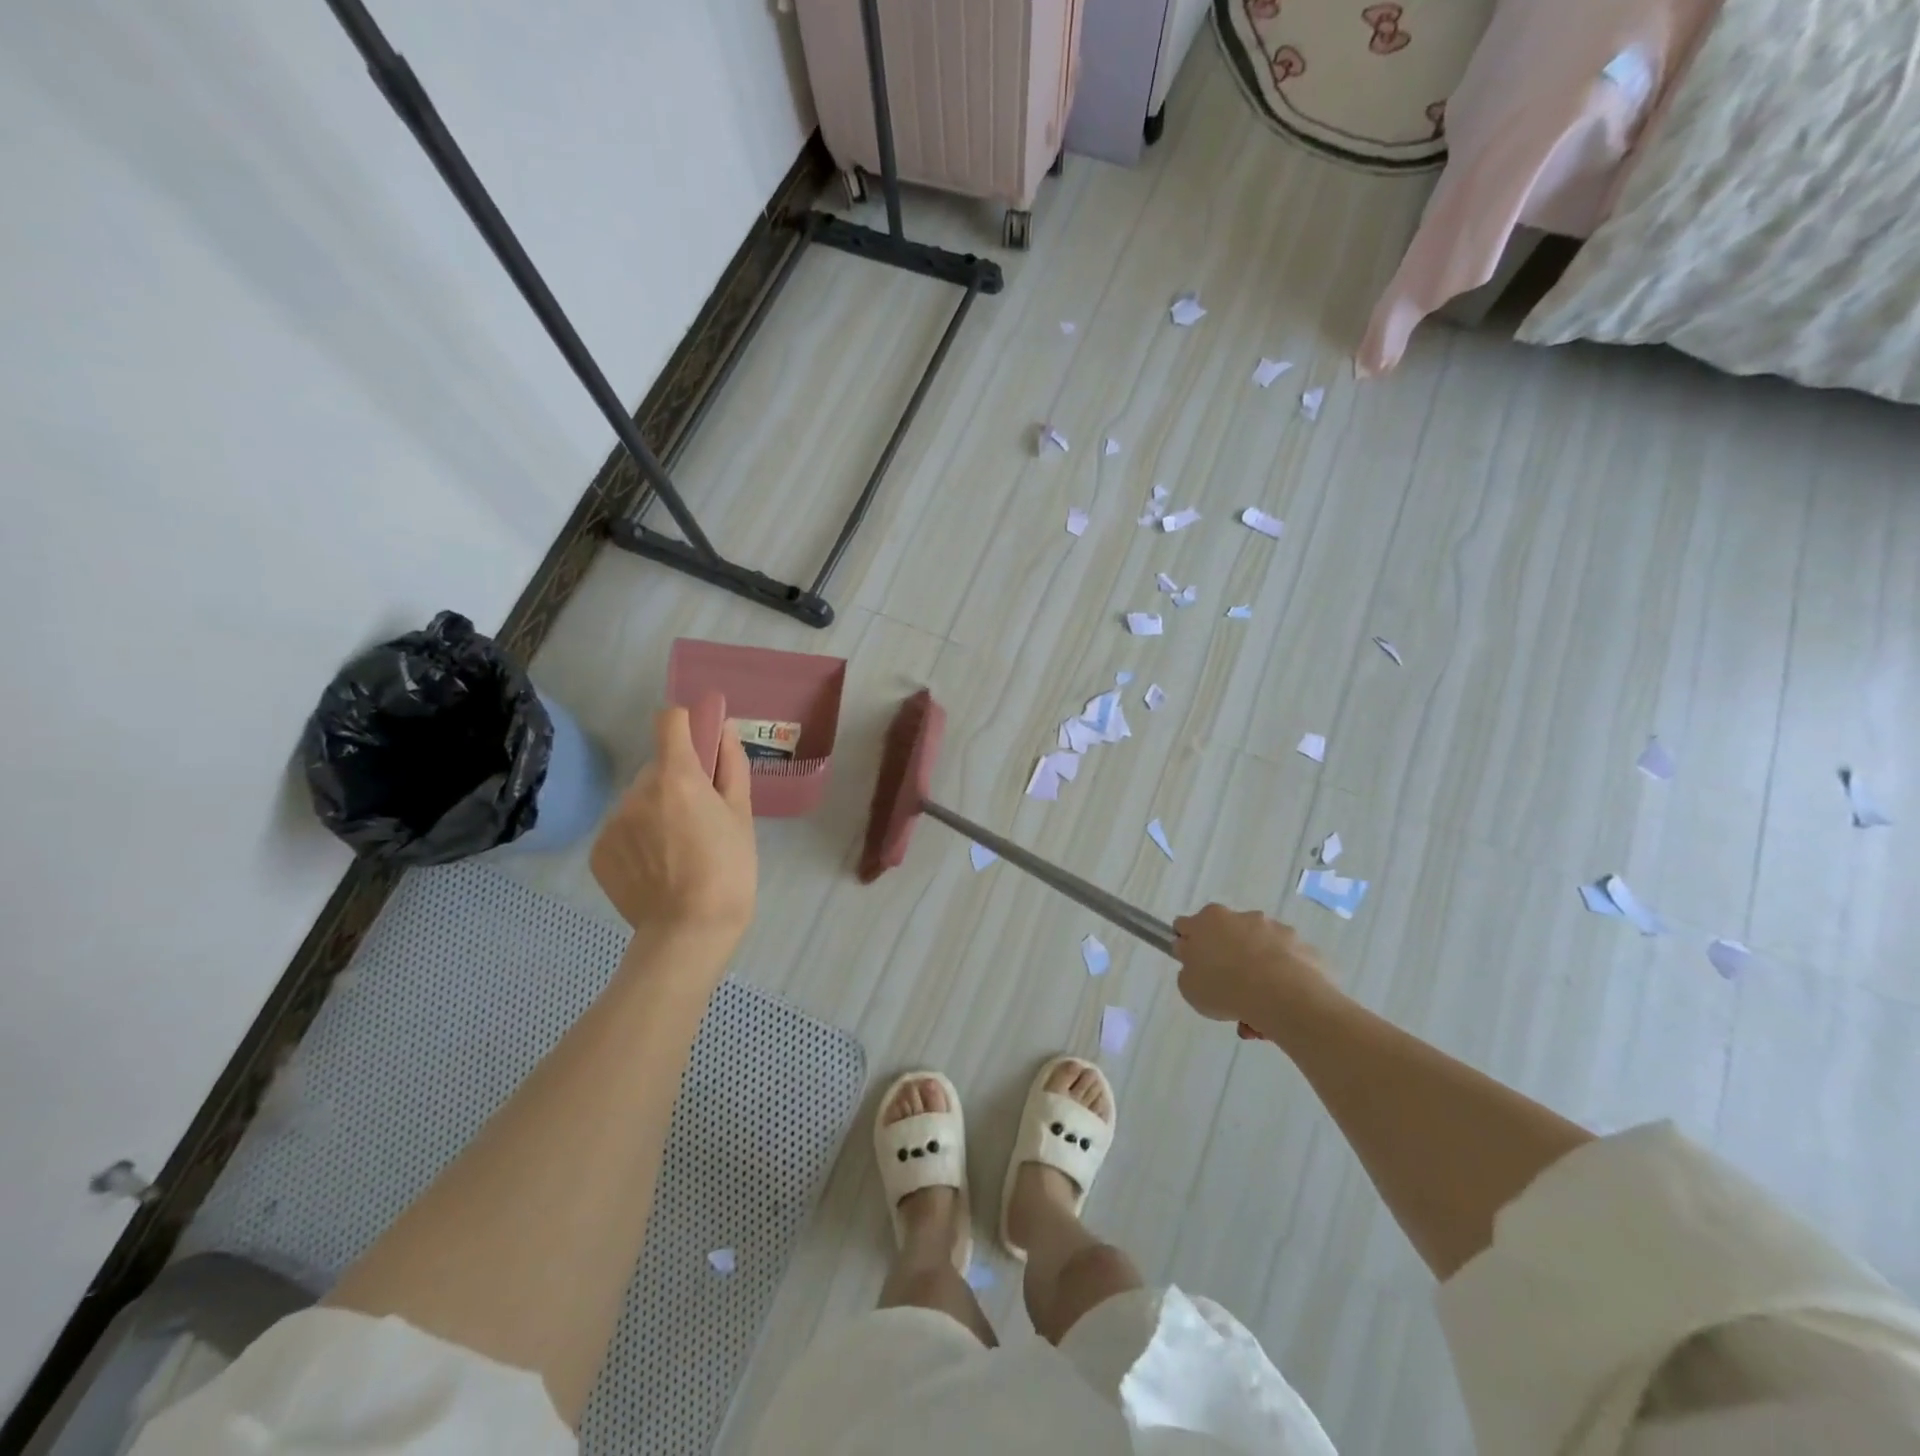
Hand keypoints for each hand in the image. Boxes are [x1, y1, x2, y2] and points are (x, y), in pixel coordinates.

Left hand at [590, 707, 756, 956]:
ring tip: (678, 849)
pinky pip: (622, 828)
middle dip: (676, 780)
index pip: (669, 721)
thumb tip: (723, 729)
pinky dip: (638, 838)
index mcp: (676, 777)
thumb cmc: (729, 870)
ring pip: (639, 800)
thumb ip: (731, 765)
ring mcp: (612, 822)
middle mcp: (637, 792)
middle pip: (656, 767)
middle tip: (699, 817)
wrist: (689, 931)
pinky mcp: (599, 851)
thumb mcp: (742, 815)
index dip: (686, 725)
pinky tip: (657, 866)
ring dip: (656, 810)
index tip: (700, 744)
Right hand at [1172, 904, 1332, 1027]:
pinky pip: (1284, 962)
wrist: (1283, 995)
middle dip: (1226, 960)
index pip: (1187, 926)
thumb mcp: (1189, 987)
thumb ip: (1189, 970)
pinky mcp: (1300, 944)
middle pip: (1226, 937)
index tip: (1194, 966)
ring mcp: (1273, 928)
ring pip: (1258, 951)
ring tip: (1257, 1011)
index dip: (1188, 945)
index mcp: (1207, 921)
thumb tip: (1197, 963)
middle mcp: (1240, 916)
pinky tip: (1280, 1004)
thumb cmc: (1225, 988)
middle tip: (1227, 992)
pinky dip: (1280, 978)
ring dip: (1255, 973)